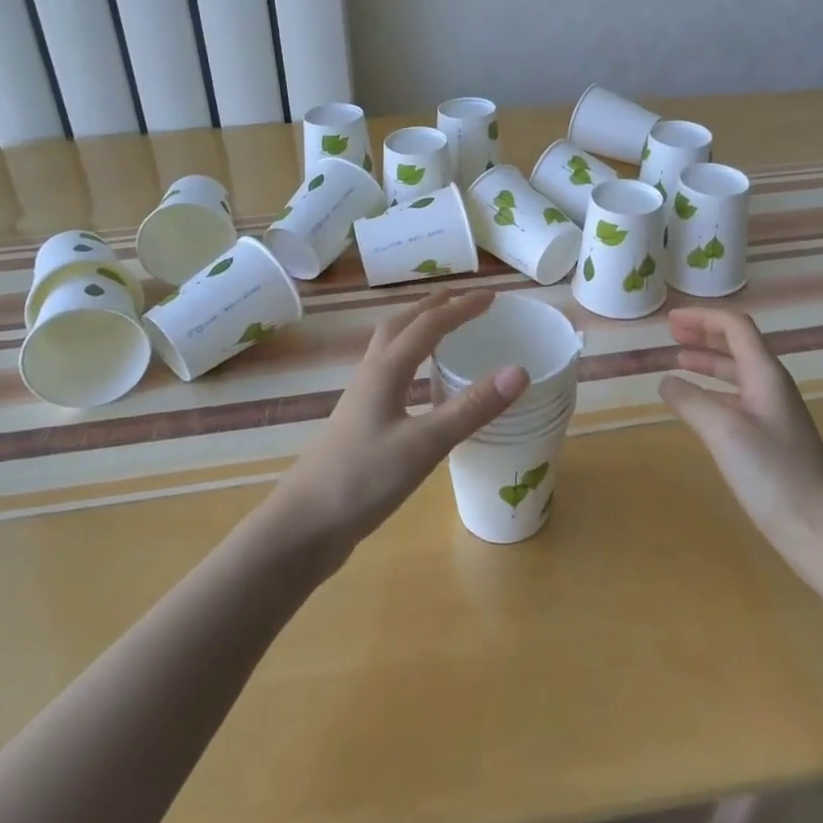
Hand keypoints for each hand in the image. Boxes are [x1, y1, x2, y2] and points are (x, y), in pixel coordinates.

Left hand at [268, 291, 527, 561]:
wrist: (302, 526)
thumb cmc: (362, 480)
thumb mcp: (424, 444)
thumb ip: (471, 408)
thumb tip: (520, 371)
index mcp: (386, 370)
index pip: (429, 324)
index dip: (462, 307)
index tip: (494, 296)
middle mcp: (371, 375)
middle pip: (402, 324)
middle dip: (434, 306)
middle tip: (465, 299)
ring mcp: (362, 399)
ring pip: (391, 347)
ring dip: (418, 328)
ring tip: (445, 329)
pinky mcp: (360, 423)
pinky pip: (389, 373)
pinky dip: (411, 360)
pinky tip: (421, 385)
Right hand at [659, 308, 822, 559]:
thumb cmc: (775, 475)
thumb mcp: (724, 431)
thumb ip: (691, 400)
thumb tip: (665, 381)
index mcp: (766, 375)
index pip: (735, 327)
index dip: (702, 318)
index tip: (670, 319)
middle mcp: (771, 387)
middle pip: (738, 345)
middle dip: (704, 335)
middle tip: (670, 333)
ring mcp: (773, 415)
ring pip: (736, 373)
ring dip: (707, 362)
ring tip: (677, 361)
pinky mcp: (770, 441)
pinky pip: (736, 399)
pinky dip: (712, 391)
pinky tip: (696, 405)